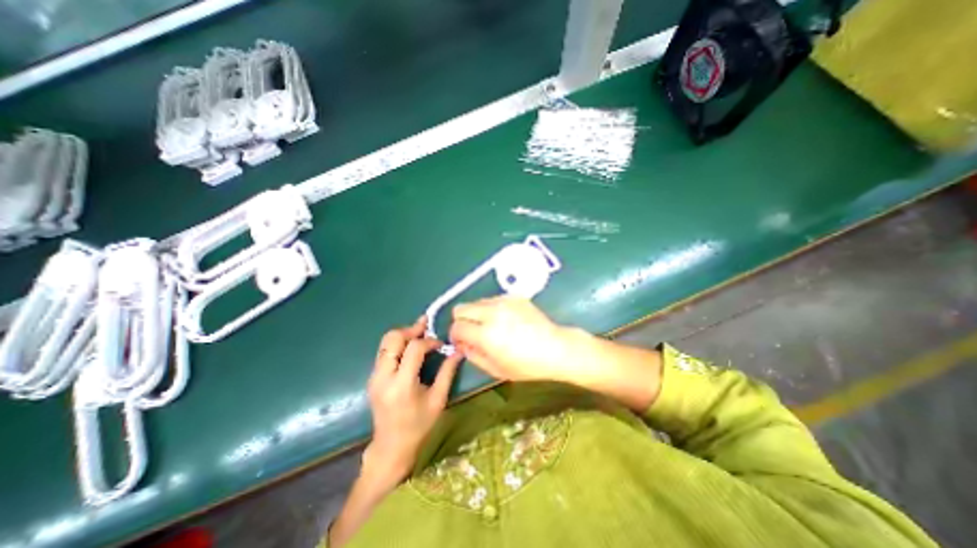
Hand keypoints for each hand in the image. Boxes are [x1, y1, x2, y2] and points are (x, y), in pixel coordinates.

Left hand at [367, 317, 463, 486]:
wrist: (391, 448)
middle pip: (393, 339)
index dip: (429, 341)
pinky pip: (383, 352)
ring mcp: (374, 377)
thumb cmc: (419, 426)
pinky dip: (397, 344)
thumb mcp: (438, 399)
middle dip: (411, 329)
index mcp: (402, 384)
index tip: (441, 345)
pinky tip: (410, 347)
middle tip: (426, 328)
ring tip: (419, 333)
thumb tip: (458, 351)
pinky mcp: (372, 378)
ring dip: (403, 335)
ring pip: (385, 342)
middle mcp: (383, 377)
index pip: (413, 348)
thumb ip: (448, 372)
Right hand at [447, 297, 574, 381]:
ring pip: (476, 301)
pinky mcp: (514, 296)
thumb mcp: (496, 369)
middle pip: (460, 308)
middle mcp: (492, 313)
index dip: (455, 336)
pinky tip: (505, 319)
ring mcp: (503, 302)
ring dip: (477, 314)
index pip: (457, 327)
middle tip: (473, 332)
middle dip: (461, 321)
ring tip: (491, 326)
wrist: (555, 348)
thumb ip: (472, 355)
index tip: (462, 342)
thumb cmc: (527, 365)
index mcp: (486, 334)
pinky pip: (492, 299)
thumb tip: (461, 343)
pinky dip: (492, 308)